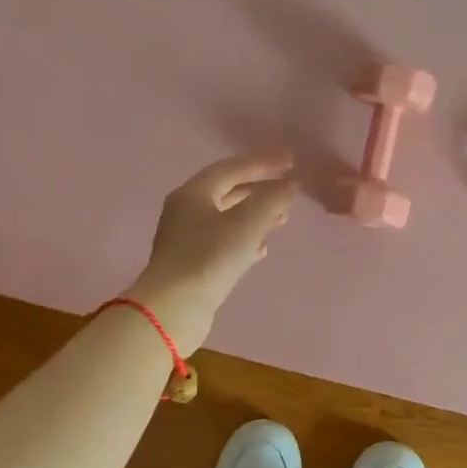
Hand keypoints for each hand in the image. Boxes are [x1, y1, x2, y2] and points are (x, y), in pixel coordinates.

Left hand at [124, 151, 296, 354]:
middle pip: (228, 191)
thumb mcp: (247, 223)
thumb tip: (289, 185)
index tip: (292, 160)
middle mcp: (185, 210)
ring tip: (282, 219)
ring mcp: (186, 239)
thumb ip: (272, 199)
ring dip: (255, 215)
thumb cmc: (210, 256)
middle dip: (260, 189)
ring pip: (227, 218)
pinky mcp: (191, 264)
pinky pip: (223, 242)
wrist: (174, 308)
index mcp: (194, 192)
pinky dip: (244, 240)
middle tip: (288, 189)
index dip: (264, 162)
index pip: (232, 167)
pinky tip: (261, 248)